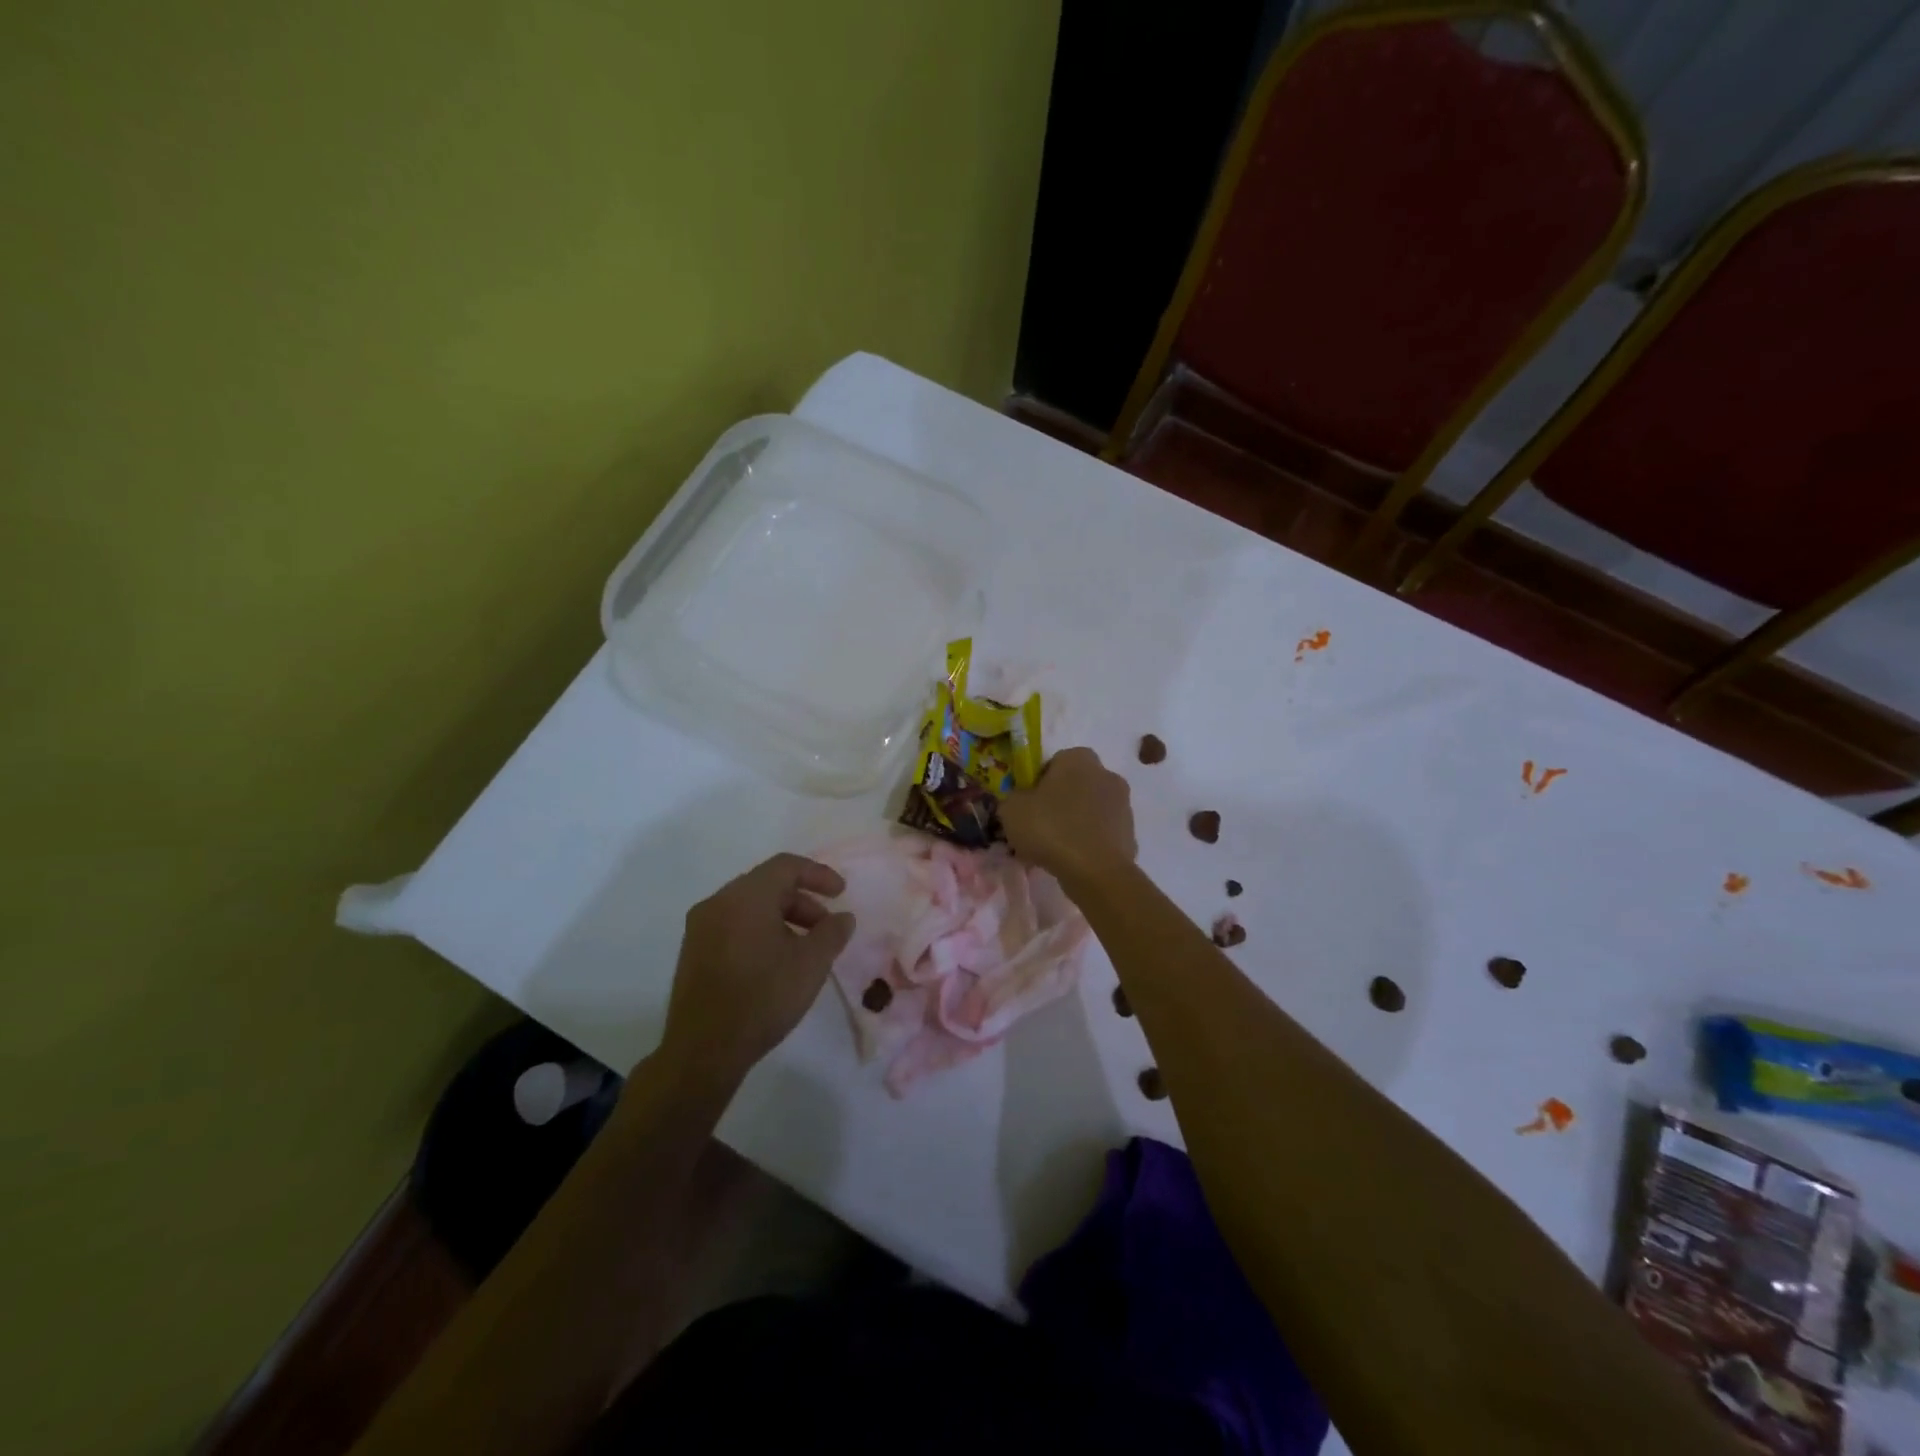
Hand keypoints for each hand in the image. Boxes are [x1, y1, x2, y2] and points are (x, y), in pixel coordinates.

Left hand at [658, 854, 855, 1087]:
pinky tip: (775, 962)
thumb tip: (843, 917)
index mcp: (746, 896)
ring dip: (782, 917)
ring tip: (804, 948)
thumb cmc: (763, 997)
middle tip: (826, 927)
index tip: (841, 893)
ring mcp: (700, 928)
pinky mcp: (693, 952)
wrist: (703, 1050)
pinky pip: (733, 925)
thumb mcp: (811, 964)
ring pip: (749, 906)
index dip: (818, 874)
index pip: (786, 866)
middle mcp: (718, 902)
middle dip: (802, 900)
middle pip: (767, 884)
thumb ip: (832, 932)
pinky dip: (760, 930)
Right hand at [999, 747, 1136, 884]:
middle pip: (1075, 786)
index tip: (1028, 805)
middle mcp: (1106, 774)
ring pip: (1090, 810)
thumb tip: (1020, 801)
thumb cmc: (1050, 829)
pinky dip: (1090, 843)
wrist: (1095, 870)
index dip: (1038, 783)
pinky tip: (1075, 861)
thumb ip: (1013, 798)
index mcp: (1078, 759)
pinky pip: (1102, 834)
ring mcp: (1123, 805)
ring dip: (1076, 823)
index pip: (1054, 763)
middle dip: (1060, 802)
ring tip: (1055, 849)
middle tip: (1039, 827)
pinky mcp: (1131, 834)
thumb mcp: (1012, 810)